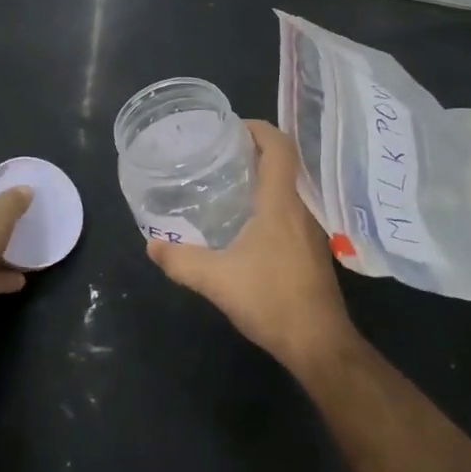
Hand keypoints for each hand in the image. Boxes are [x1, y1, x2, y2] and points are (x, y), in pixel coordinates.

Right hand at [146, 120, 359, 372]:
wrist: (319, 344)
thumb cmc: (271, 300)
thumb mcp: (216, 279)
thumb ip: (181, 260)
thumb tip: (151, 245)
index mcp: (281, 202)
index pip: (279, 146)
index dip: (258, 128)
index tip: (230, 127)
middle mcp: (301, 207)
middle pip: (285, 162)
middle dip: (254, 149)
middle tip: (219, 152)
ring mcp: (310, 229)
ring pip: (289, 186)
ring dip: (263, 175)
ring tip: (228, 180)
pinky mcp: (311, 248)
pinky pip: (291, 207)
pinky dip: (270, 200)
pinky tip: (246, 220)